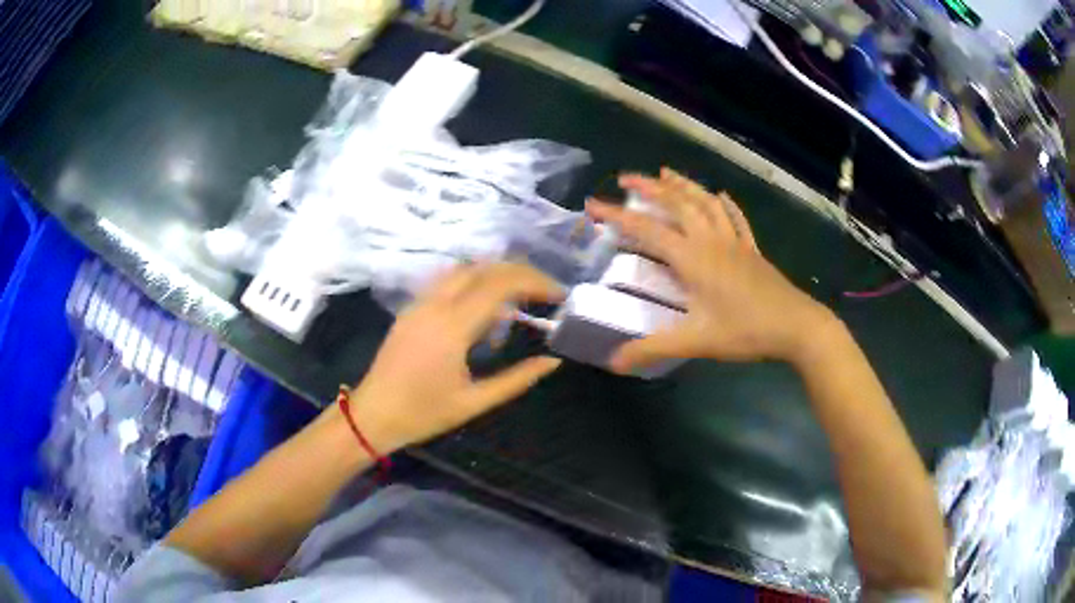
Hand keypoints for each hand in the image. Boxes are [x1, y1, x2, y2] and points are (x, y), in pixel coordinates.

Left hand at [346, 263, 564, 453]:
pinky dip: (474, 283)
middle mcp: (436, 304)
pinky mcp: (411, 309)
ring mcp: (420, 303)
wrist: (373, 414)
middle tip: (544, 292)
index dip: (534, 283)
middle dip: (519, 273)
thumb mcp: (475, 402)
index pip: (501, 285)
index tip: (558, 295)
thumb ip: (517, 379)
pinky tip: (485, 309)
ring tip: (519, 298)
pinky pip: (447, 282)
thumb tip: (552, 362)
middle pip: (484, 268)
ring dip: (496, 274)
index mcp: (453, 327)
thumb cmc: (424, 413)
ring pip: (463, 270)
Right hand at [587, 168, 837, 373]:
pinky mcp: (751, 250)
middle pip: (677, 203)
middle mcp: (710, 241)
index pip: (647, 230)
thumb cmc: (745, 330)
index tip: (592, 204)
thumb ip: (653, 349)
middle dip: (650, 188)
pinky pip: (735, 218)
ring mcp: (734, 242)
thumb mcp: (696, 342)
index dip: (617, 216)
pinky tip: (720, 196)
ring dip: (684, 185)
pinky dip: (724, 204)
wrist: (796, 326)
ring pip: (705, 203)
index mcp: (693, 258)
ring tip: (666, 173)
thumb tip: (613, 362)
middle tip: (627, 177)